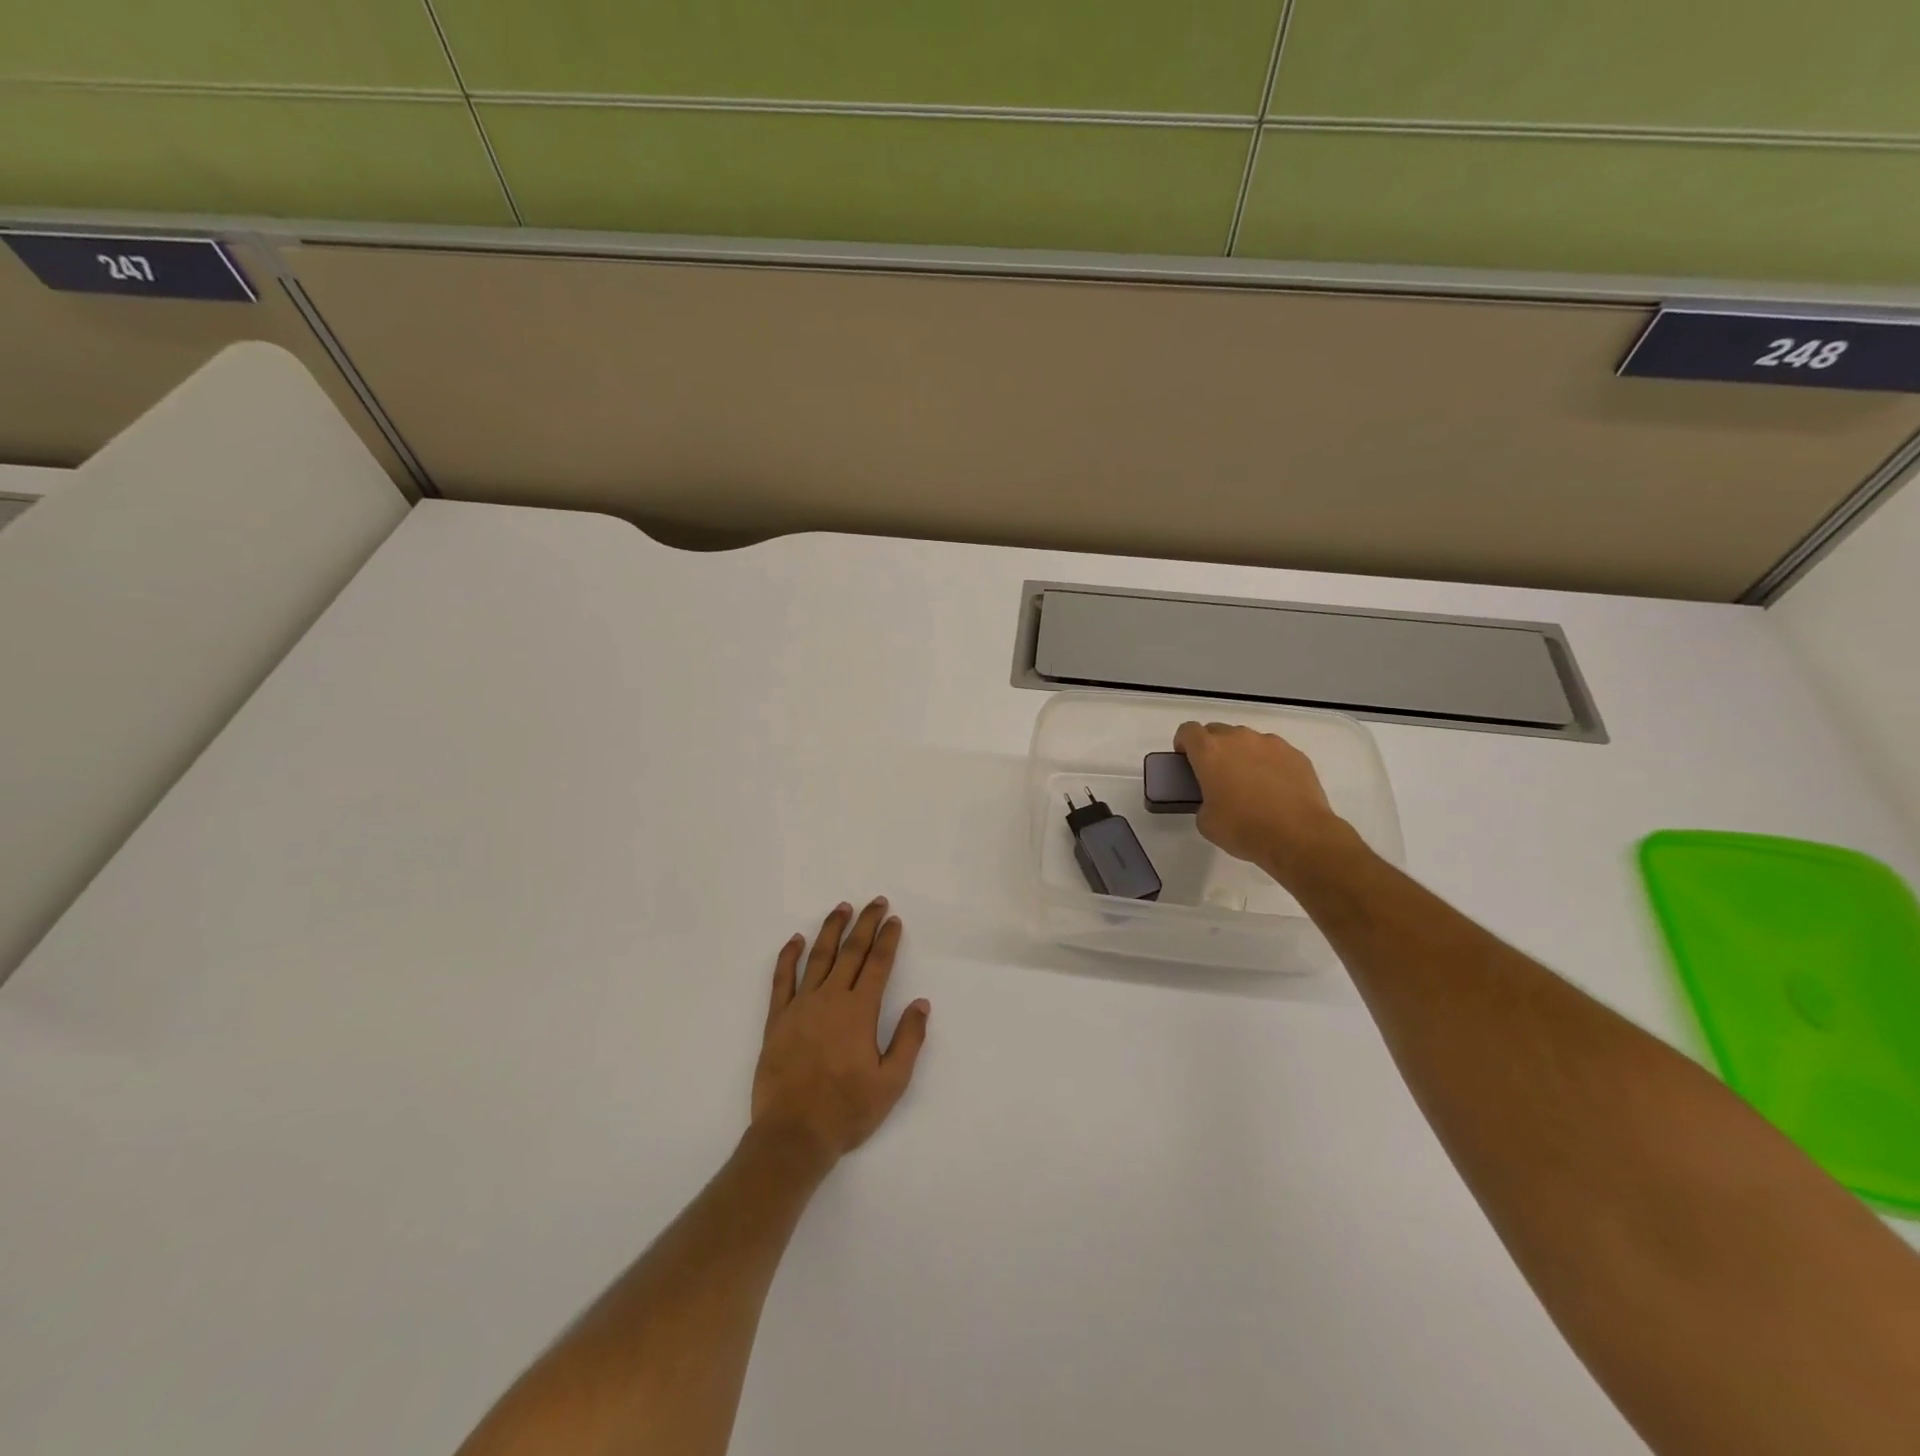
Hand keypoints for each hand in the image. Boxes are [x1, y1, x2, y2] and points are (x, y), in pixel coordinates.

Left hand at [751, 898, 929, 1170]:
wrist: (793, 1134)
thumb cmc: (847, 1110)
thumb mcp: (891, 1082)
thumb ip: (908, 1039)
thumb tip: (921, 1003)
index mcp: (860, 1011)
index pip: (878, 964)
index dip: (888, 939)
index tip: (894, 919)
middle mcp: (830, 999)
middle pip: (851, 951)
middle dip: (865, 924)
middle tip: (875, 902)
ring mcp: (800, 1006)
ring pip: (818, 957)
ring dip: (831, 929)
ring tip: (842, 908)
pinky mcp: (777, 1019)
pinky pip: (782, 979)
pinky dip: (789, 956)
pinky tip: (796, 940)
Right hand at [1174, 721, 1358, 881]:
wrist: (1298, 836)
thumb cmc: (1244, 829)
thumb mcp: (1206, 822)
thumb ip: (1203, 801)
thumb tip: (1215, 800)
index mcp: (1210, 752)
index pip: (1188, 731)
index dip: (1183, 744)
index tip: (1186, 761)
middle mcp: (1239, 739)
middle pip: (1217, 731)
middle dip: (1212, 748)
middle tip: (1216, 776)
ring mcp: (1270, 743)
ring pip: (1247, 740)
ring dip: (1242, 754)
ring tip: (1250, 784)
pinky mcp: (1295, 754)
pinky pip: (1273, 752)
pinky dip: (1268, 763)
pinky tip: (1275, 789)